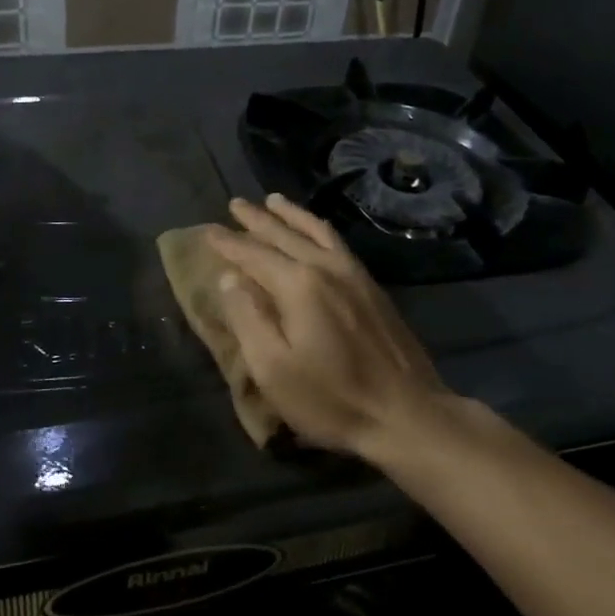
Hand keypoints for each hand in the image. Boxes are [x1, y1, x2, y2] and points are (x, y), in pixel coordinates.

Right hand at [205, 194, 456, 458]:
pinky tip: (317, 229)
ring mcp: (354, 275)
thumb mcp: (274, 369)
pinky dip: (319, 228)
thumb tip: (229, 278)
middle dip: (257, 220)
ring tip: (273, 201)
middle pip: (284, 235)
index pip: (254, 255)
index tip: (208, 230)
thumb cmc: (331, 399)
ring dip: (291, 215)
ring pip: (316, 232)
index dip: (229, 243)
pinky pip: (338, 243)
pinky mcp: (372, 288)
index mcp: (299, 285)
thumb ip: (248, 318)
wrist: (406, 414)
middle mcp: (326, 268)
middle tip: (236, 203)